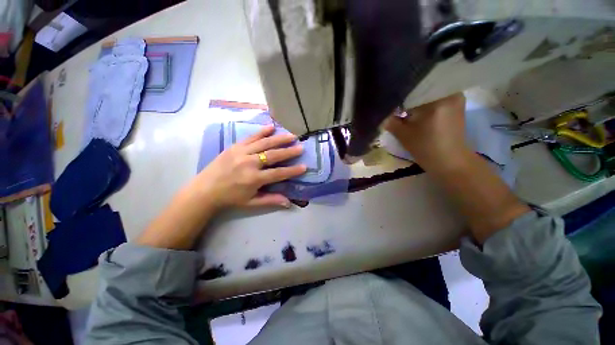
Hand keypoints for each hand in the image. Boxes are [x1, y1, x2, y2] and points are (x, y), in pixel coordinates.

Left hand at [190, 124, 306, 208]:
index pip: (278, 173)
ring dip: (279, 139)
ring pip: (264, 143)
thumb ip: (271, 200)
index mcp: (254, 179)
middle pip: (273, 155)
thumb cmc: (230, 198)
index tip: (304, 167)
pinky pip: (250, 137)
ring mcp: (241, 152)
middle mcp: (249, 163)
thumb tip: (288, 203)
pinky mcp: (234, 146)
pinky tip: (271, 127)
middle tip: (301, 147)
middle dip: (289, 151)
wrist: (205, 190)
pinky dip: (261, 131)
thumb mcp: (251, 202)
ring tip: (291, 136)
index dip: (292, 171)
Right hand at [384, 93, 467, 170]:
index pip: (413, 89)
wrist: (449, 161)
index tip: (389, 101)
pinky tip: (416, 109)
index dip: (399, 95)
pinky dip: (425, 102)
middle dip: (408, 96)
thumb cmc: (426, 148)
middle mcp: (450, 93)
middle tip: (395, 103)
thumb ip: (390, 121)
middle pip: (423, 88)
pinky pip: (437, 97)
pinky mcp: (456, 104)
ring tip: (405, 106)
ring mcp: (455, 98)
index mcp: (437, 100)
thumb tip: (381, 113)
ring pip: (430, 92)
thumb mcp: (403, 135)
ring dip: (417, 99)